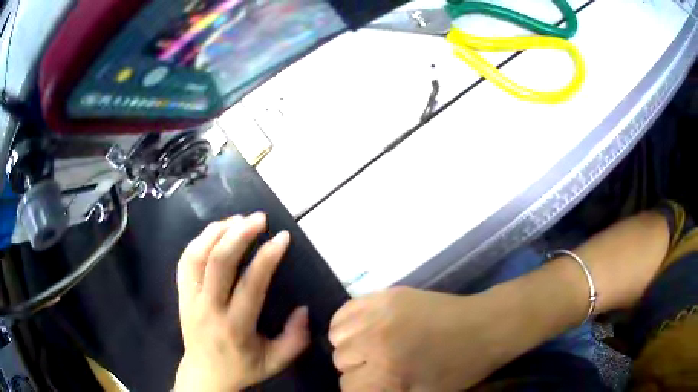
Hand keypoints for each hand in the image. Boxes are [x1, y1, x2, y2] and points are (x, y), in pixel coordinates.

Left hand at [174, 213, 309, 391]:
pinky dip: (199, 240)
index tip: (283, 237)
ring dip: (217, 232)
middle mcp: (208, 309)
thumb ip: (295, 339)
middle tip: (259, 218)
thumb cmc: (242, 368)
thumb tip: (304, 309)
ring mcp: (190, 299)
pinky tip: (215, 232)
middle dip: (239, 234)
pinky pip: (185, 261)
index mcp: (235, 327)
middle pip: (218, 263)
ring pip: (197, 256)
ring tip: (237, 219)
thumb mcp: (275, 362)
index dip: (267, 257)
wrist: (204, 374)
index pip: (250, 285)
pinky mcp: (180, 294)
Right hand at [329, 287, 513, 391]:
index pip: (347, 386)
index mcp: (387, 372)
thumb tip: (360, 388)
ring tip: (370, 347)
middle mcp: (376, 340)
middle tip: (378, 368)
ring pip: (337, 334)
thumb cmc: (458, 369)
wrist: (484, 327)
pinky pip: (346, 308)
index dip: (361, 390)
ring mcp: (380, 312)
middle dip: (357, 369)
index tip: (375, 387)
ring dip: (350, 345)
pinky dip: (348, 322)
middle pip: (340, 359)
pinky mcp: (387, 294)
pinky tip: (365, 328)